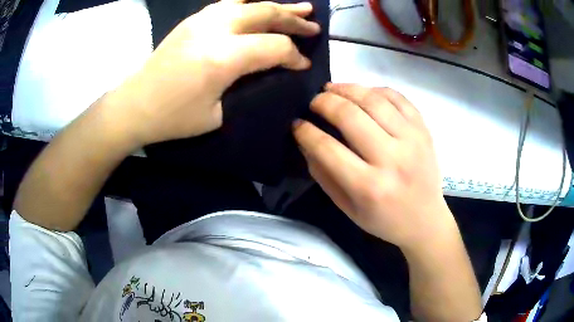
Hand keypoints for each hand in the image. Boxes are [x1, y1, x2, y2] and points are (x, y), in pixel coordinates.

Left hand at [110, 0, 319, 145]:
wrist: (134, 105)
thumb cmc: (173, 118)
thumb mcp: (218, 115)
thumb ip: (247, 87)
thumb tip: (269, 72)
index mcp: (224, 57)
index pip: (274, 46)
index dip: (294, 56)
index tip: (304, 66)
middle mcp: (216, 29)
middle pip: (266, 14)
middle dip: (294, 19)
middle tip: (314, 24)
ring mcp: (202, 20)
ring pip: (249, 2)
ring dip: (276, 4)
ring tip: (299, 6)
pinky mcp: (193, 20)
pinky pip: (229, 3)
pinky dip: (250, 3)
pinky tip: (258, 5)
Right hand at [293, 84, 453, 249]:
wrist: (425, 220)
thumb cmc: (384, 219)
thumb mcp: (346, 208)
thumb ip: (323, 174)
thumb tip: (306, 141)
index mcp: (369, 187)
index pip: (327, 148)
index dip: (306, 132)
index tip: (297, 124)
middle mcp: (392, 159)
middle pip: (350, 116)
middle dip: (324, 103)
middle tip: (313, 102)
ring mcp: (412, 140)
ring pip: (374, 99)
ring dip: (347, 89)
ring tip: (332, 89)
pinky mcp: (423, 129)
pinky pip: (398, 97)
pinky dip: (375, 89)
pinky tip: (363, 93)